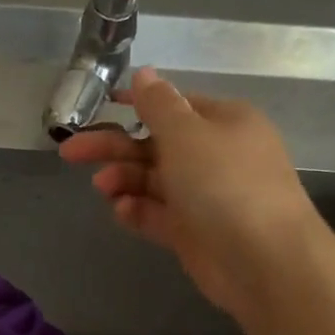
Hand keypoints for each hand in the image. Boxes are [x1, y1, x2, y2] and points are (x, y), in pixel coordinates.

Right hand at [59, 67, 316, 328]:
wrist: (264, 260)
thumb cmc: (225, 184)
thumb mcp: (187, 133)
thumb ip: (158, 105)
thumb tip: (144, 74)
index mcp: (223, 122)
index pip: (174, 106)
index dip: (136, 105)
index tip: (102, 106)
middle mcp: (215, 156)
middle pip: (155, 145)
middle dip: (114, 147)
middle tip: (70, 153)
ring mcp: (204, 197)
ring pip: (153, 181)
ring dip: (124, 180)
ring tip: (102, 188)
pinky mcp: (194, 233)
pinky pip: (158, 215)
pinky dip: (137, 210)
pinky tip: (121, 211)